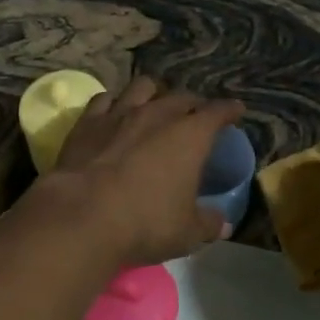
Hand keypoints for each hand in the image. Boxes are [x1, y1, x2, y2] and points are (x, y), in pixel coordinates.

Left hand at [45, 77, 244, 266]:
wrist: (83, 214)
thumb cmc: (145, 222)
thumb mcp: (187, 232)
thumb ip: (208, 223)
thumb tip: (223, 223)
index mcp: (189, 135)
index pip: (217, 112)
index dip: (229, 110)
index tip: (236, 110)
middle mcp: (157, 114)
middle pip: (181, 96)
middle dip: (192, 103)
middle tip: (195, 114)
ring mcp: (120, 113)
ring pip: (142, 86)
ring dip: (154, 93)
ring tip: (155, 103)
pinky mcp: (88, 121)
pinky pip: (104, 99)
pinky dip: (115, 102)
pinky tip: (114, 111)